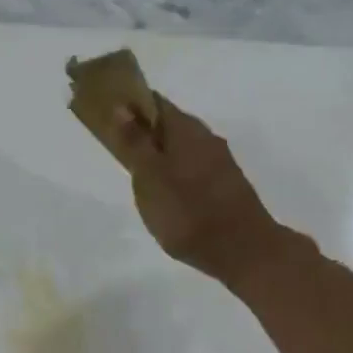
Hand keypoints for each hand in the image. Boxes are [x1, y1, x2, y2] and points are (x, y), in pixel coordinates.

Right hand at [110, 95, 283, 283]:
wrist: (242, 249)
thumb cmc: (188, 213)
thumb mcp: (151, 179)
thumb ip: (135, 144)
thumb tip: (121, 108)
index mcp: (186, 130)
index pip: (154, 102)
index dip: (131, 103)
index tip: (109, 112)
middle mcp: (206, 138)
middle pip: (170, 124)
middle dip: (146, 130)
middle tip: (120, 147)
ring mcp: (220, 163)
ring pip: (183, 148)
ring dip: (161, 154)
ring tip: (140, 174)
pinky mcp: (226, 186)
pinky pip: (193, 169)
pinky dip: (176, 173)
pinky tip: (167, 194)